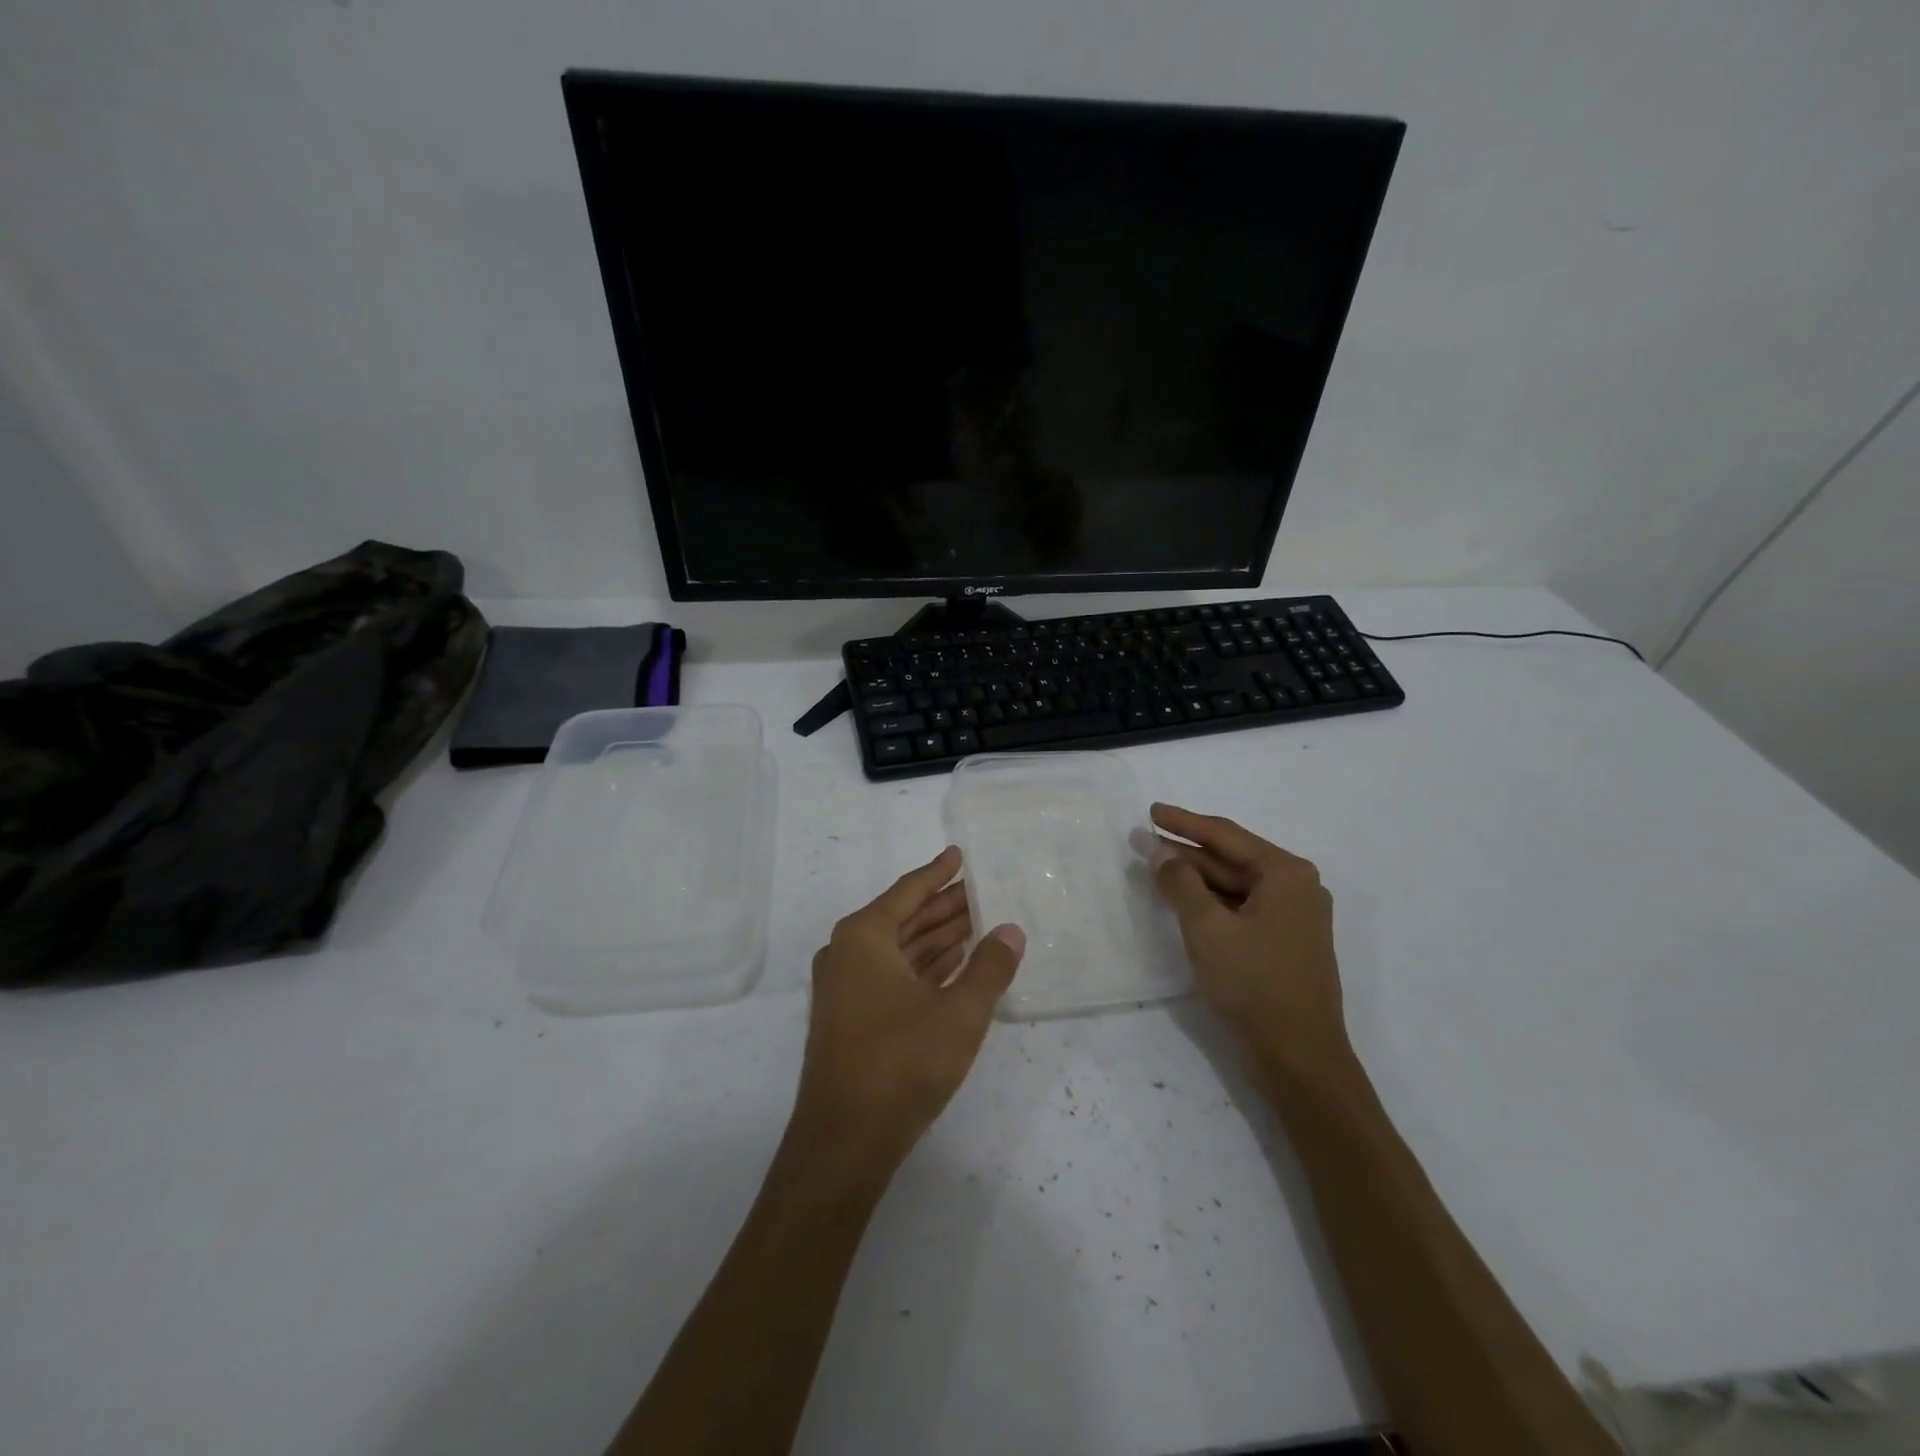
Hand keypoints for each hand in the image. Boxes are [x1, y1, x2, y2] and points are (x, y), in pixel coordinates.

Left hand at [789, 847, 1025, 1174]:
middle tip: (982, 891)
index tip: (960, 853)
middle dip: (943, 907)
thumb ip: (990, 967)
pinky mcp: (850, 1018)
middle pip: (904, 918)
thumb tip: (1011, 931)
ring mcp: (845, 987)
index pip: (909, 892)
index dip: (938, 872)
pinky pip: (892, 975)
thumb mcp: (959, 1012)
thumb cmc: (902, 1063)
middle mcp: (847, 953)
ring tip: (978, 924)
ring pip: (899, 949)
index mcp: (864, 937)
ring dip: (936, 938)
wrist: (844, 1142)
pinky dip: (923, 967)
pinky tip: (954, 964)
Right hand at [1147, 803, 1349, 1084]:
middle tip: (1143, 841)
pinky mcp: (1286, 942)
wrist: (1300, 1058)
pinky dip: (1211, 902)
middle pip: (1231, 858)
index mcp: (1286, 873)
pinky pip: (1242, 908)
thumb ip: (1180, 882)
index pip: (1225, 835)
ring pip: (1235, 885)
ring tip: (1155, 868)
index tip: (1151, 811)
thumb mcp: (1207, 928)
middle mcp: (1296, 887)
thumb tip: (1159, 851)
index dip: (1184, 822)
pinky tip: (1183, 901)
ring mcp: (1294, 917)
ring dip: (1196, 877)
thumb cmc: (1254, 984)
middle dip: (1186, 852)